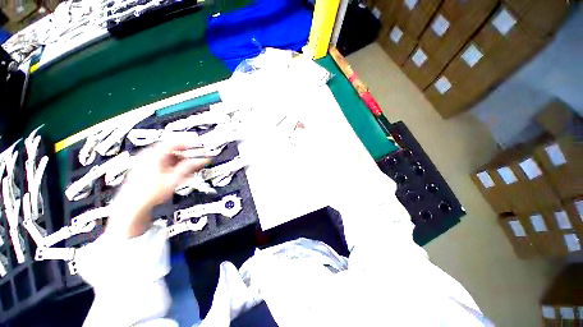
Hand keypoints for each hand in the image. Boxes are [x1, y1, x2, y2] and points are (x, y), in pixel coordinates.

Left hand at [107, 141, 209, 237]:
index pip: (175, 142)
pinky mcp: (148, 173)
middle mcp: (149, 157)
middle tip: (198, 158)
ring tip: (193, 168)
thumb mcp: (174, 179)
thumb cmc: (148, 194)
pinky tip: (183, 175)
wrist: (132, 209)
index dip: (189, 144)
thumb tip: (202, 159)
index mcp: (153, 154)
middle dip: (187, 155)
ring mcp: (147, 165)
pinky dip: (176, 169)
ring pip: (170, 160)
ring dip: (183, 163)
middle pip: (173, 151)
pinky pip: (165, 167)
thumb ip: (189, 167)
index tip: (199, 146)